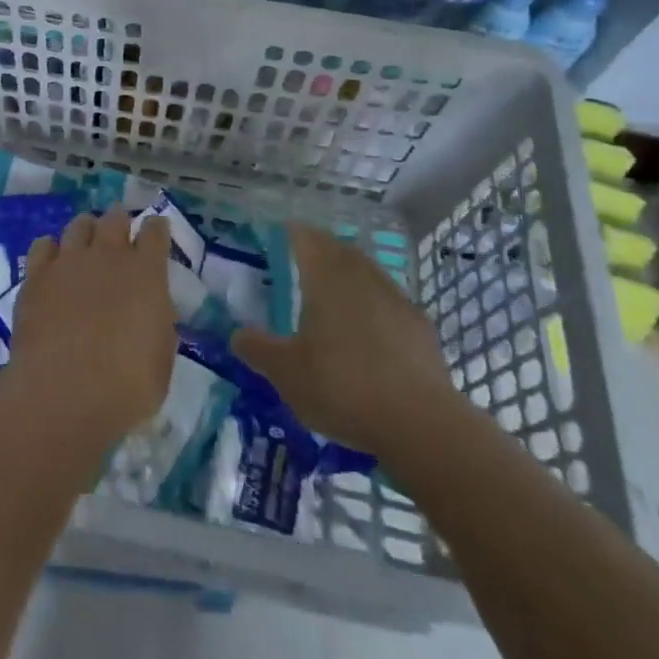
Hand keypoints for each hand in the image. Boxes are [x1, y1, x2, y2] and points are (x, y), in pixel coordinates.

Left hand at [1, 210, 176, 447]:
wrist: (63, 392)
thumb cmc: (126, 386)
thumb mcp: (161, 358)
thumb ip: (157, 322)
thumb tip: (149, 308)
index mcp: (146, 272)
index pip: (155, 232)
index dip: (156, 228)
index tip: (156, 230)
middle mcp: (108, 255)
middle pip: (115, 218)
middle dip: (120, 220)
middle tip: (119, 231)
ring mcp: (69, 261)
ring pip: (79, 224)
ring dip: (87, 229)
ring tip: (86, 242)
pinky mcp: (36, 275)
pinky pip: (43, 245)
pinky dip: (51, 248)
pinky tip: (53, 262)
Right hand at [230, 223, 465, 462]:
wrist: (422, 424)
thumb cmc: (342, 387)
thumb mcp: (286, 373)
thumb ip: (257, 349)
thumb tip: (236, 334)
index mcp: (326, 278)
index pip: (306, 239)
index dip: (292, 233)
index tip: (280, 233)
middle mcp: (361, 278)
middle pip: (339, 249)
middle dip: (321, 248)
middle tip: (304, 257)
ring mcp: (396, 300)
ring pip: (368, 271)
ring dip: (350, 272)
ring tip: (335, 288)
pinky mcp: (421, 327)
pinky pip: (390, 300)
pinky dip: (375, 302)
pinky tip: (371, 325)